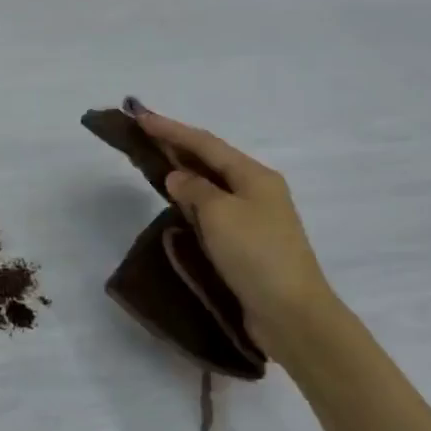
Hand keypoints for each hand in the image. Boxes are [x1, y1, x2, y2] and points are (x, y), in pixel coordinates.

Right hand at [131, 107, 338, 353]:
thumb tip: (177, 178)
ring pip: (211, 185)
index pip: (205, 144)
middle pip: (210, 160)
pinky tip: (177, 203)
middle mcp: (257, 191)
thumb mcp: (220, 214)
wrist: (291, 313)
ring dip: (184, 171)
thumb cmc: (256, 255)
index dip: (170, 129)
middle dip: (177, 146)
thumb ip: (194, 190)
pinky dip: (192, 200)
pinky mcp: (247, 244)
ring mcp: (254, 218)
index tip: (140, 117)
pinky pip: (213, 210)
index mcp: (254, 176)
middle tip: (143, 134)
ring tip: (154, 162)